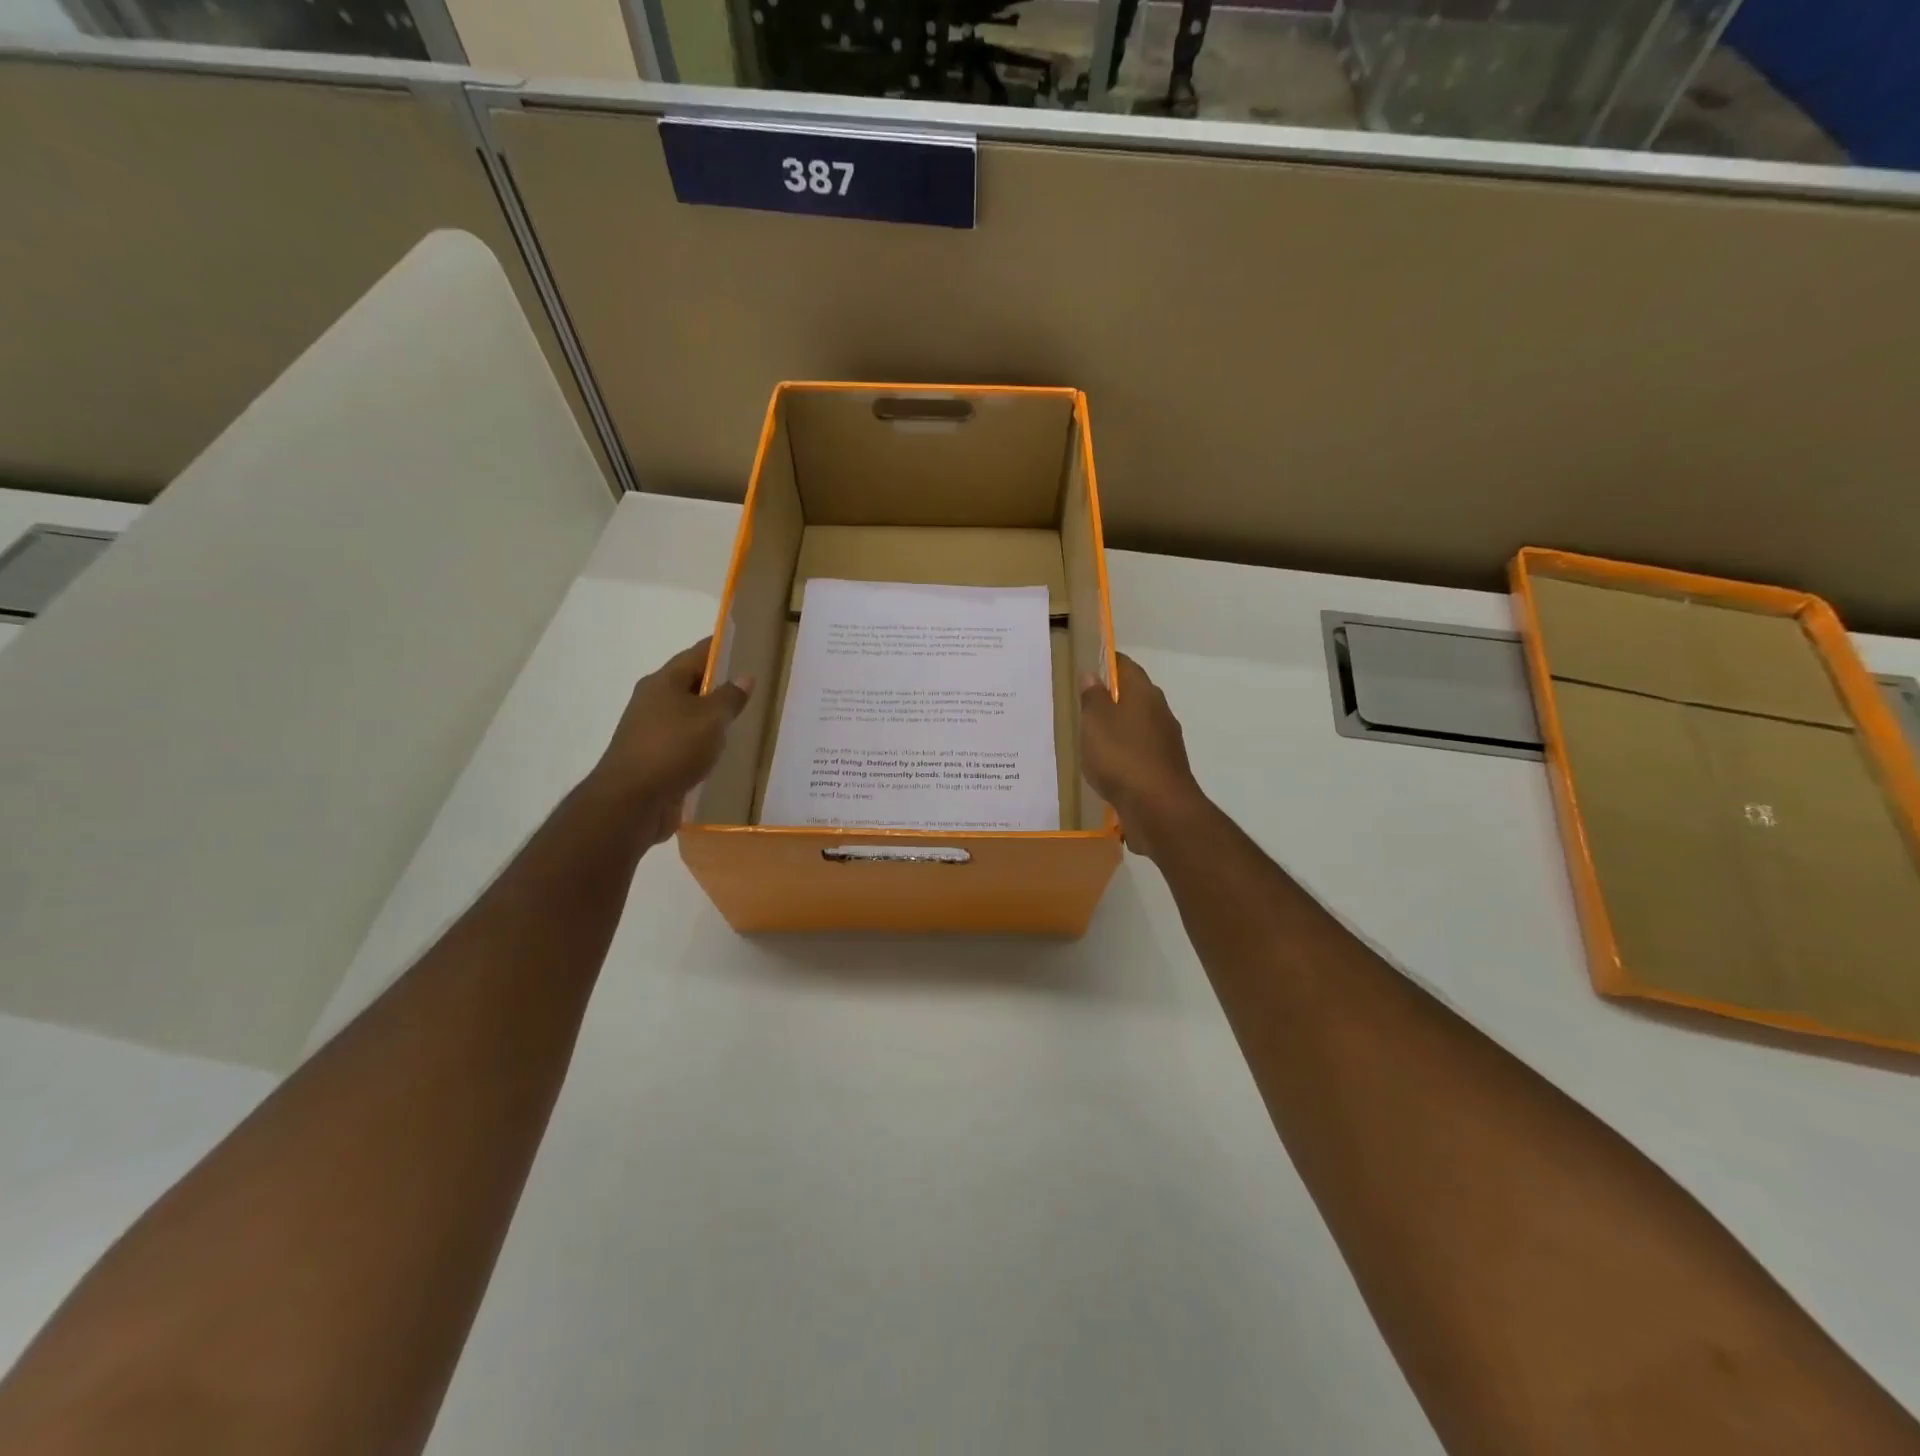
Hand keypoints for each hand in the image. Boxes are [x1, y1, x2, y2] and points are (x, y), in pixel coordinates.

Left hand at [589, 638, 752, 845]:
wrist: (631, 801)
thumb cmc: (672, 748)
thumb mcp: (711, 719)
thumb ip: (730, 697)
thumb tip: (743, 677)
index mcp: (663, 682)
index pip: (697, 655)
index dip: (721, 649)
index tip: (744, 644)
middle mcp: (653, 701)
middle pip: (690, 685)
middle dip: (718, 685)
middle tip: (751, 687)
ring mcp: (650, 731)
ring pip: (687, 716)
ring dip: (710, 718)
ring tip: (741, 721)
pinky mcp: (654, 759)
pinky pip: (684, 743)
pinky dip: (702, 744)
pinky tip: (719, 753)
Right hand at [1079, 654, 1210, 859]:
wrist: (1158, 808)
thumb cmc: (1121, 756)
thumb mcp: (1095, 722)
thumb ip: (1093, 697)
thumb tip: (1093, 674)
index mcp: (1143, 693)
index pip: (1125, 666)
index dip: (1107, 662)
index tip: (1087, 665)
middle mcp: (1159, 712)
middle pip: (1134, 695)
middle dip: (1112, 697)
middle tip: (1083, 703)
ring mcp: (1166, 742)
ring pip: (1138, 725)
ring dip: (1119, 727)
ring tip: (1092, 736)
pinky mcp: (1164, 768)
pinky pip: (1140, 751)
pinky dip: (1125, 752)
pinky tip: (1108, 765)